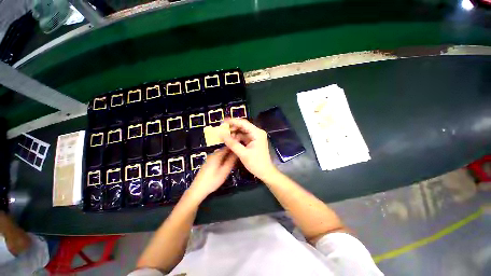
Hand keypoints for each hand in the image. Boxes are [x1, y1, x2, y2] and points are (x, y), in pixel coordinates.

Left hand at [188, 147, 236, 199]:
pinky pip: (217, 157)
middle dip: (231, 152)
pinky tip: (225, 165)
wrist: (198, 189)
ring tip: (233, 161)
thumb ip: (231, 161)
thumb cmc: (212, 180)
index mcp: (216, 155)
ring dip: (227, 156)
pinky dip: (222, 159)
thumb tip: (237, 153)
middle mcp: (212, 154)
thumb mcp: (224, 171)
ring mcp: (209, 158)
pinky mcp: (207, 163)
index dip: (234, 148)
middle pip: (224, 150)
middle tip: (238, 157)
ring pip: (220, 154)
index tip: (240, 151)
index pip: (227, 147)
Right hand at [221, 118, 277, 180]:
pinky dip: (237, 138)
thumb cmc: (256, 163)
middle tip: (222, 130)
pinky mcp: (254, 141)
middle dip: (233, 128)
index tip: (222, 121)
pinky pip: (244, 136)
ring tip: (225, 136)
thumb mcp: (243, 154)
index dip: (232, 121)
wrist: (265, 172)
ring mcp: (256, 136)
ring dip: (234, 133)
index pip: (243, 123)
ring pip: (243, 131)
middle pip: (243, 126)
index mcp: (257, 133)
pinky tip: (231, 140)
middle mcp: (257, 132)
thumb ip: (232, 143)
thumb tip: (221, 134)